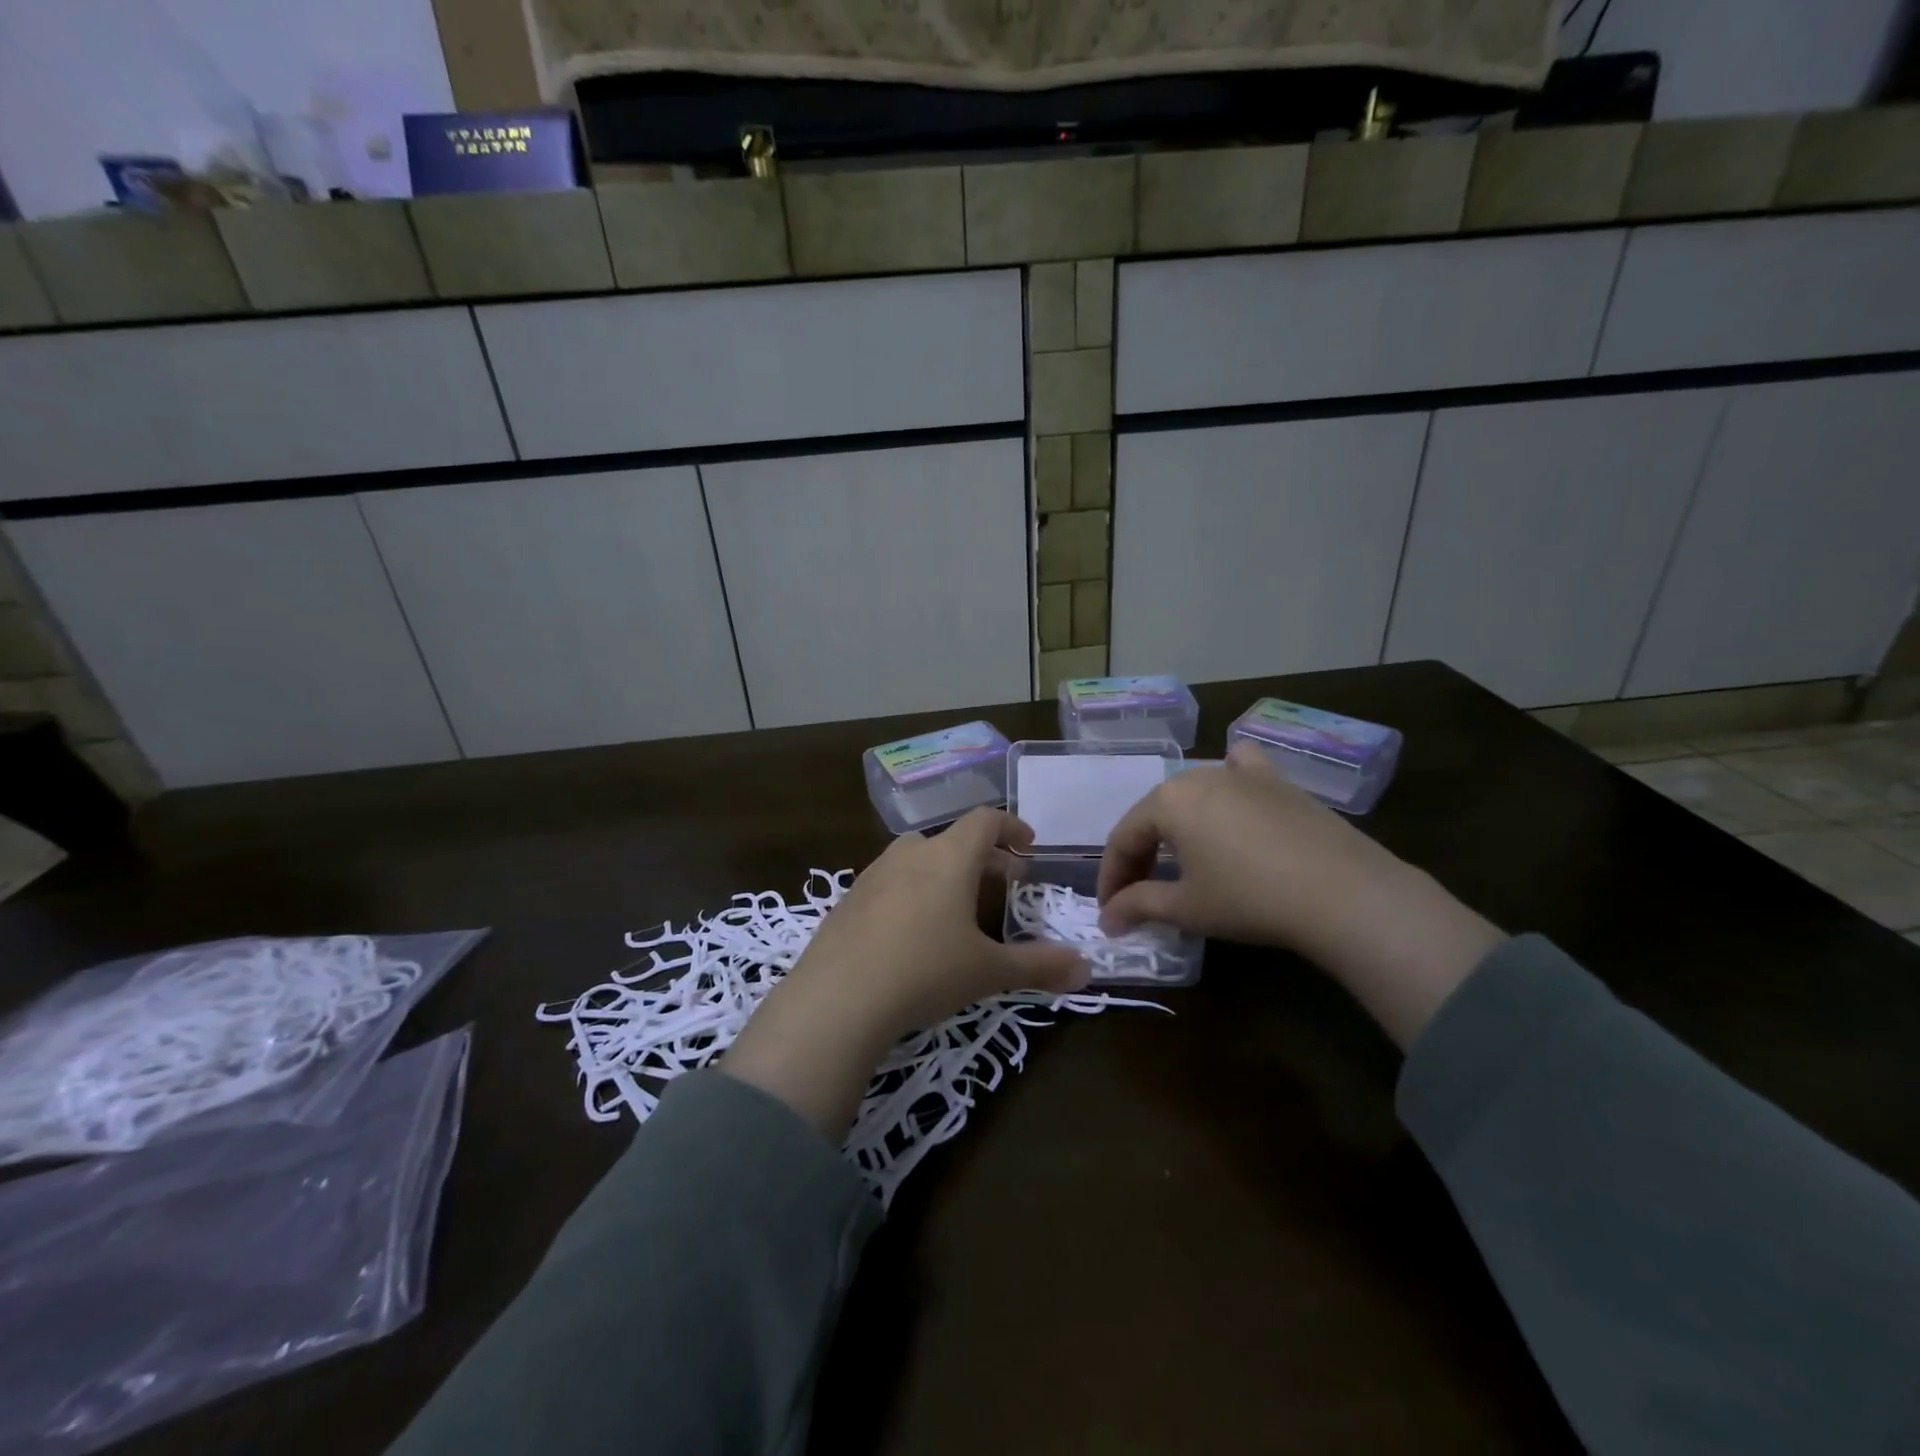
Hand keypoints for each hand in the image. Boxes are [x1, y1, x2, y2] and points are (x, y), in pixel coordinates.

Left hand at [724, 809, 1086, 1136]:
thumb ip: (1039, 966)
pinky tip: (912, 932)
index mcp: (948, 857)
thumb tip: (1086, 970)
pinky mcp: (847, 901)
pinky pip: (889, 884)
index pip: (985, 821)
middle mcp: (909, 855)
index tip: (1028, 844)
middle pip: (951, 839)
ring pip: (917, 858)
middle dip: (982, 856)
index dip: (1011, 827)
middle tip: (1003, 881)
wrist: (838, 998)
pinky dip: (911, 892)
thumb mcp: (988, 971)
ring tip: (958, 906)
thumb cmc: (925, 971)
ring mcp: (872, 875)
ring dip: (943, 872)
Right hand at [1097, 744, 1502, 1047]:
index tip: (1110, 911)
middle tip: (1139, 894)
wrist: (1343, 893)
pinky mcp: (1279, 781)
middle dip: (1141, 855)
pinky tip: (1234, 796)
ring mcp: (1242, 774)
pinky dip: (1230, 780)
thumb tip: (1107, 919)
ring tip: (1180, 859)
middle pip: (1155, 815)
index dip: (1112, 877)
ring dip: (1177, 826)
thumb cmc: (1250, 898)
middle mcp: (1198, 775)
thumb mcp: (1186, 908)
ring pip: (1193, 793)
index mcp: (1167, 801)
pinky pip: (1242, 769)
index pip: (1124, 838)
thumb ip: (1138, 906)